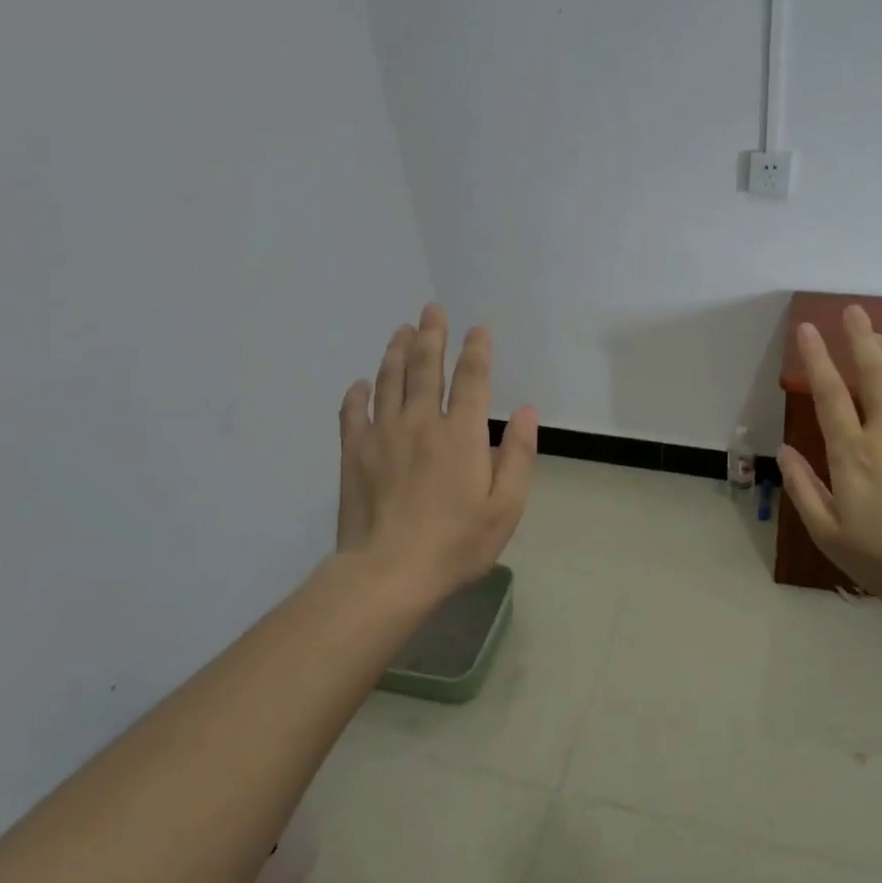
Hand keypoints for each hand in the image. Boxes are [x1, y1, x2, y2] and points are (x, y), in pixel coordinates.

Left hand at [336, 303, 537, 603]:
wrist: (389, 573)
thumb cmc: (457, 543)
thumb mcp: (506, 506)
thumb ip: (519, 455)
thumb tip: (528, 411)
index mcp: (462, 434)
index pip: (472, 379)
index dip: (476, 350)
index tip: (478, 329)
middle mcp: (422, 422)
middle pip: (426, 367)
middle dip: (432, 334)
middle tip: (431, 309)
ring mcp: (383, 435)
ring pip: (390, 381)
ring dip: (397, 352)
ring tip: (401, 331)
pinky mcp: (354, 453)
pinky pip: (353, 413)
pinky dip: (357, 394)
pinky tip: (360, 383)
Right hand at [777, 305, 881, 611]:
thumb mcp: (829, 534)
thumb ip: (803, 489)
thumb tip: (784, 451)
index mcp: (851, 453)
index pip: (830, 393)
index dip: (816, 358)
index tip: (807, 329)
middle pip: (874, 372)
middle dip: (860, 337)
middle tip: (852, 312)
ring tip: (878, 336)